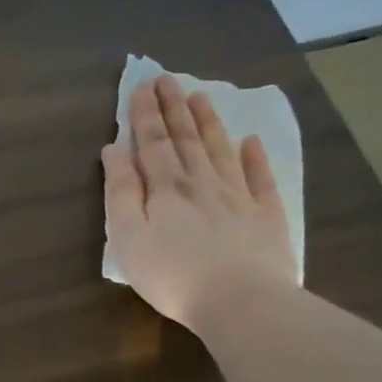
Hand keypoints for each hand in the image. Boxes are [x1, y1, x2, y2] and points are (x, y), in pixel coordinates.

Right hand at [101, 74, 296, 329]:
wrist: (241, 302)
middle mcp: (202, 182)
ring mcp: (238, 197)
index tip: (142, 86)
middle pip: (186, 139)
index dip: (145, 114)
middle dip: (174, 108)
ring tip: (201, 97)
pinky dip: (255, 158)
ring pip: (221, 150)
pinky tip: (251, 142)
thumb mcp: (128, 235)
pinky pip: (260, 179)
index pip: (152, 142)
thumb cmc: (171, 273)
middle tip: (168, 79)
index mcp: (166, 187)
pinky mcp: (266, 217)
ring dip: (209, 122)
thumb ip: (121, 190)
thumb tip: (114, 149)